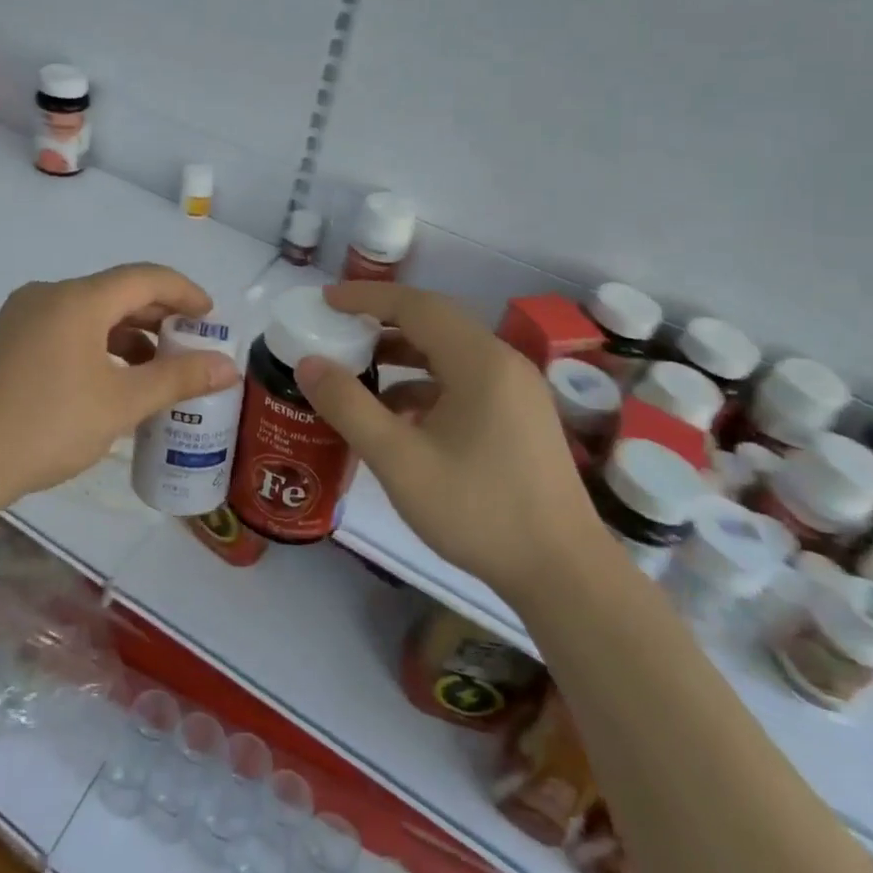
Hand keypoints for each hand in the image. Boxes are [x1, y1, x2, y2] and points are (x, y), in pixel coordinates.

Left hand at [0, 263, 241, 508]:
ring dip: (128, 333)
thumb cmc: (46, 426)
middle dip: (158, 315)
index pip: (145, 278)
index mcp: (77, 299)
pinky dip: (97, 344)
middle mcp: (48, 295)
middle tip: (191, 343)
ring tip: (157, 366)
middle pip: (116, 292)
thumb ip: (177, 379)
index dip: (184, 292)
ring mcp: (22, 316)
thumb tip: (228, 365)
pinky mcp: (7, 341)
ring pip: (89, 312)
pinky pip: (66, 329)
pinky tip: (111, 378)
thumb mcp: (120, 404)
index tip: (212, 317)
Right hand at [294, 283, 607, 602]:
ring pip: (449, 353)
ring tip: (359, 369)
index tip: (325, 300)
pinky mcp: (519, 417)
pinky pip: (463, 380)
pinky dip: (425, 383)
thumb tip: (309, 363)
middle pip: (434, 322)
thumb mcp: (399, 460)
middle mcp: (502, 363)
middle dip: (381, 321)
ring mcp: (516, 391)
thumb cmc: (478, 510)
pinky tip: (398, 415)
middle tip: (337, 328)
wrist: (563, 575)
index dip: (366, 297)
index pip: (415, 305)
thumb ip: (348, 406)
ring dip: (402, 353)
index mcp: (479, 361)